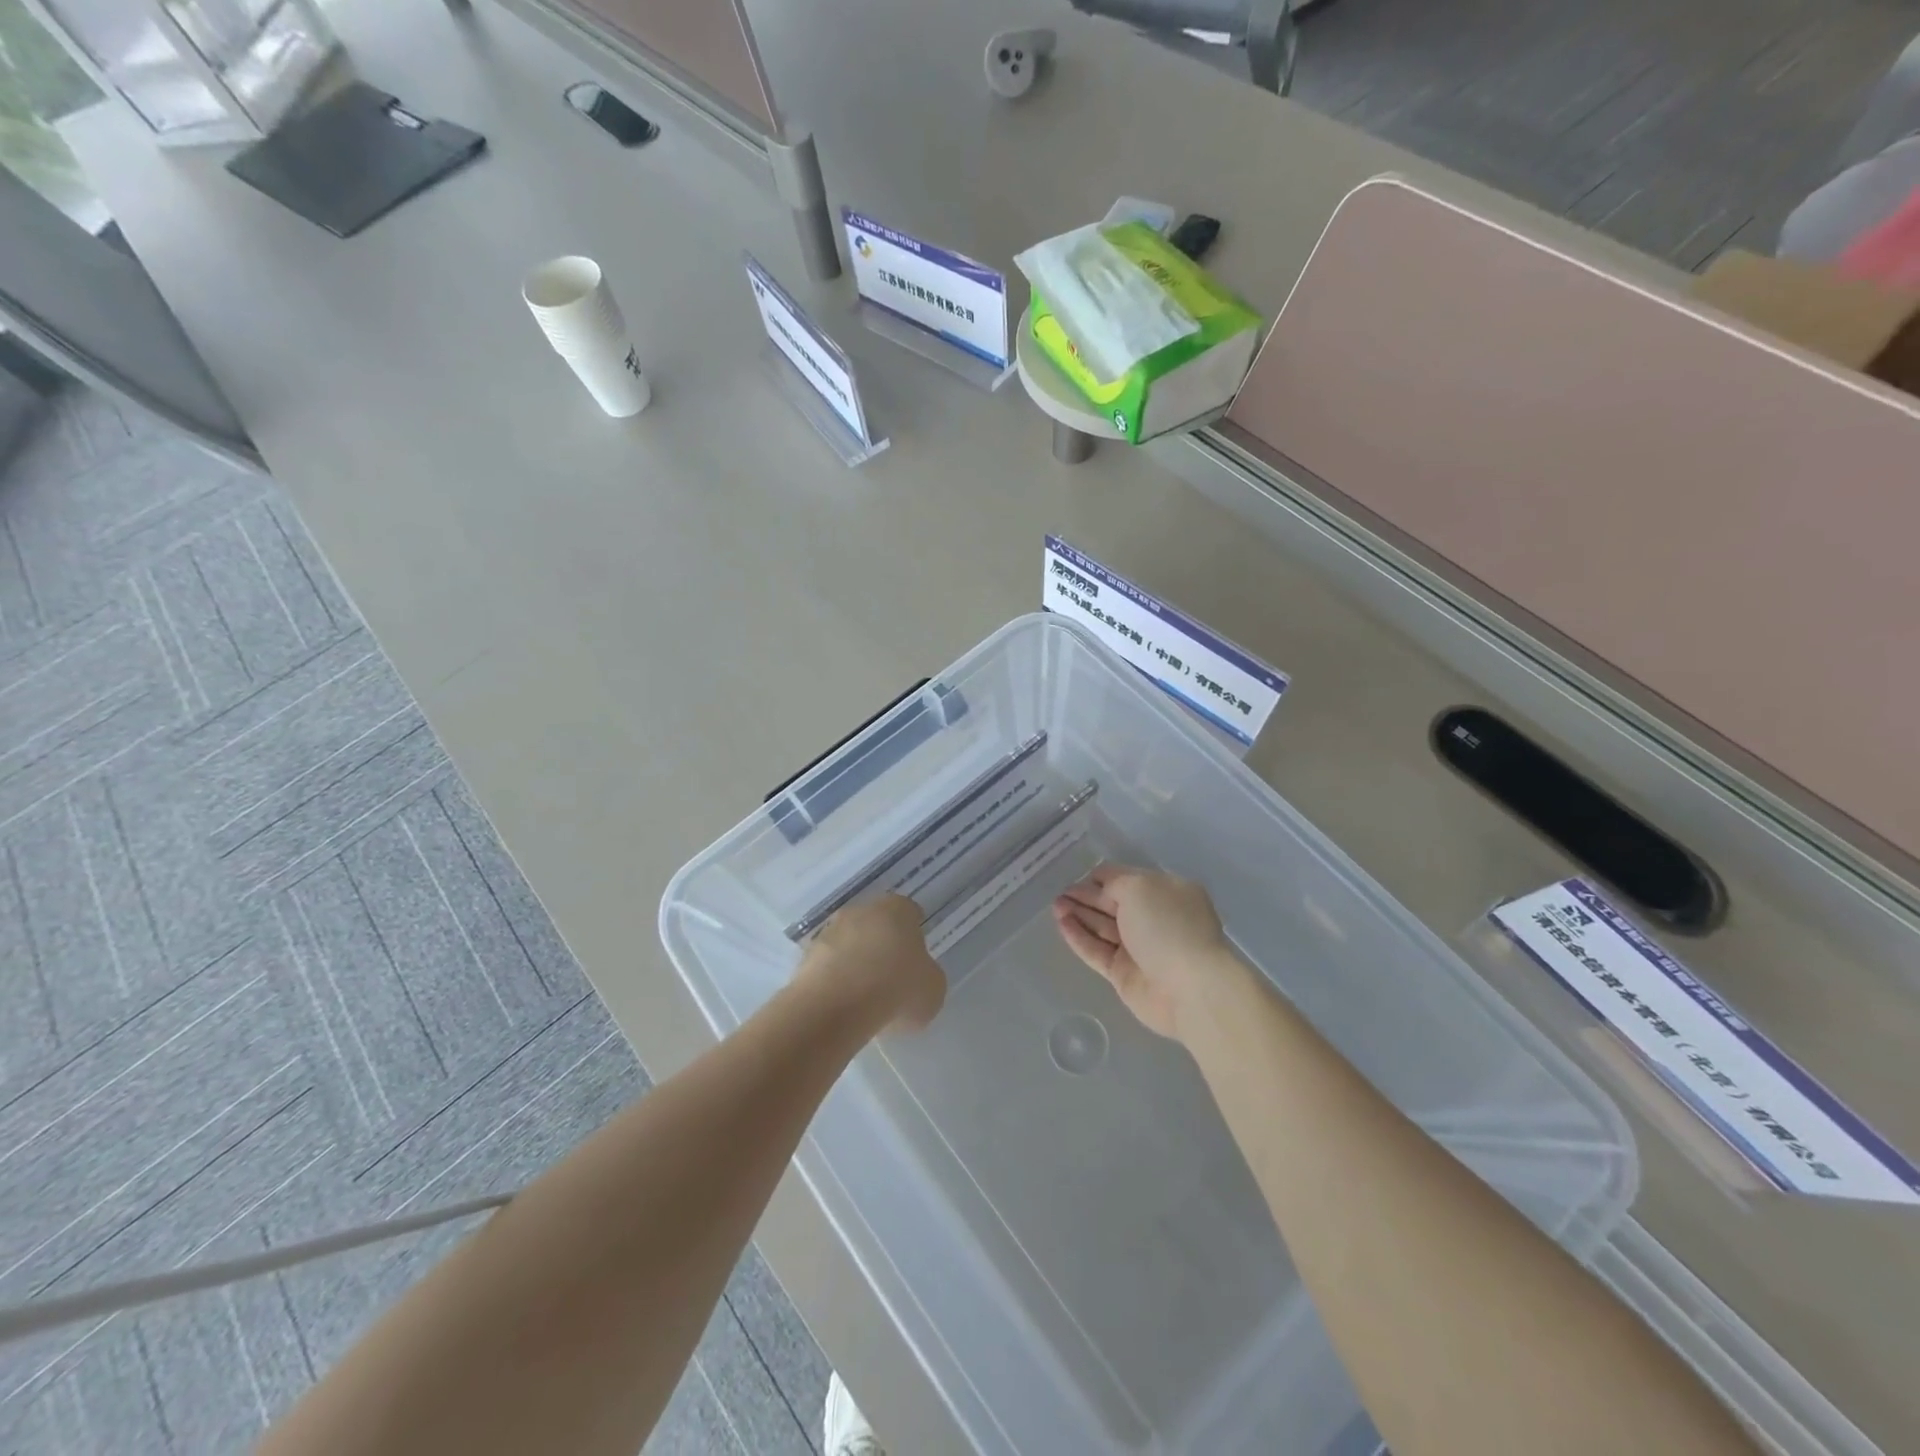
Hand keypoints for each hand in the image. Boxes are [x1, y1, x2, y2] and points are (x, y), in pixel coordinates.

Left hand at [799, 895, 945, 1030]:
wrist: (837, 1006)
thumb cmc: (896, 988)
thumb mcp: (933, 988)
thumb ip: (927, 976)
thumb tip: (917, 977)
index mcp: (898, 909)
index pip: (910, 913)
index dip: (915, 936)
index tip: (916, 960)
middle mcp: (862, 910)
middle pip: (877, 925)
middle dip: (883, 946)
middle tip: (891, 978)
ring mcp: (830, 930)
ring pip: (849, 944)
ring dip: (855, 963)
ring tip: (864, 998)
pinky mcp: (805, 955)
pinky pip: (828, 966)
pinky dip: (835, 980)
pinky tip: (843, 1005)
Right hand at [1052, 865, 1231, 1039]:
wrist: (1188, 988)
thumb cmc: (1167, 926)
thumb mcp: (1139, 887)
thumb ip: (1114, 882)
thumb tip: (1101, 889)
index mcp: (1166, 893)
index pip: (1127, 879)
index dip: (1102, 877)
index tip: (1078, 876)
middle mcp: (1154, 918)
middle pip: (1113, 903)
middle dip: (1086, 896)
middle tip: (1059, 893)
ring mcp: (1139, 948)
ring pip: (1102, 927)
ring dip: (1078, 914)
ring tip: (1055, 906)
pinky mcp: (1124, 974)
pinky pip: (1097, 951)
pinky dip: (1079, 937)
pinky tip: (1061, 924)